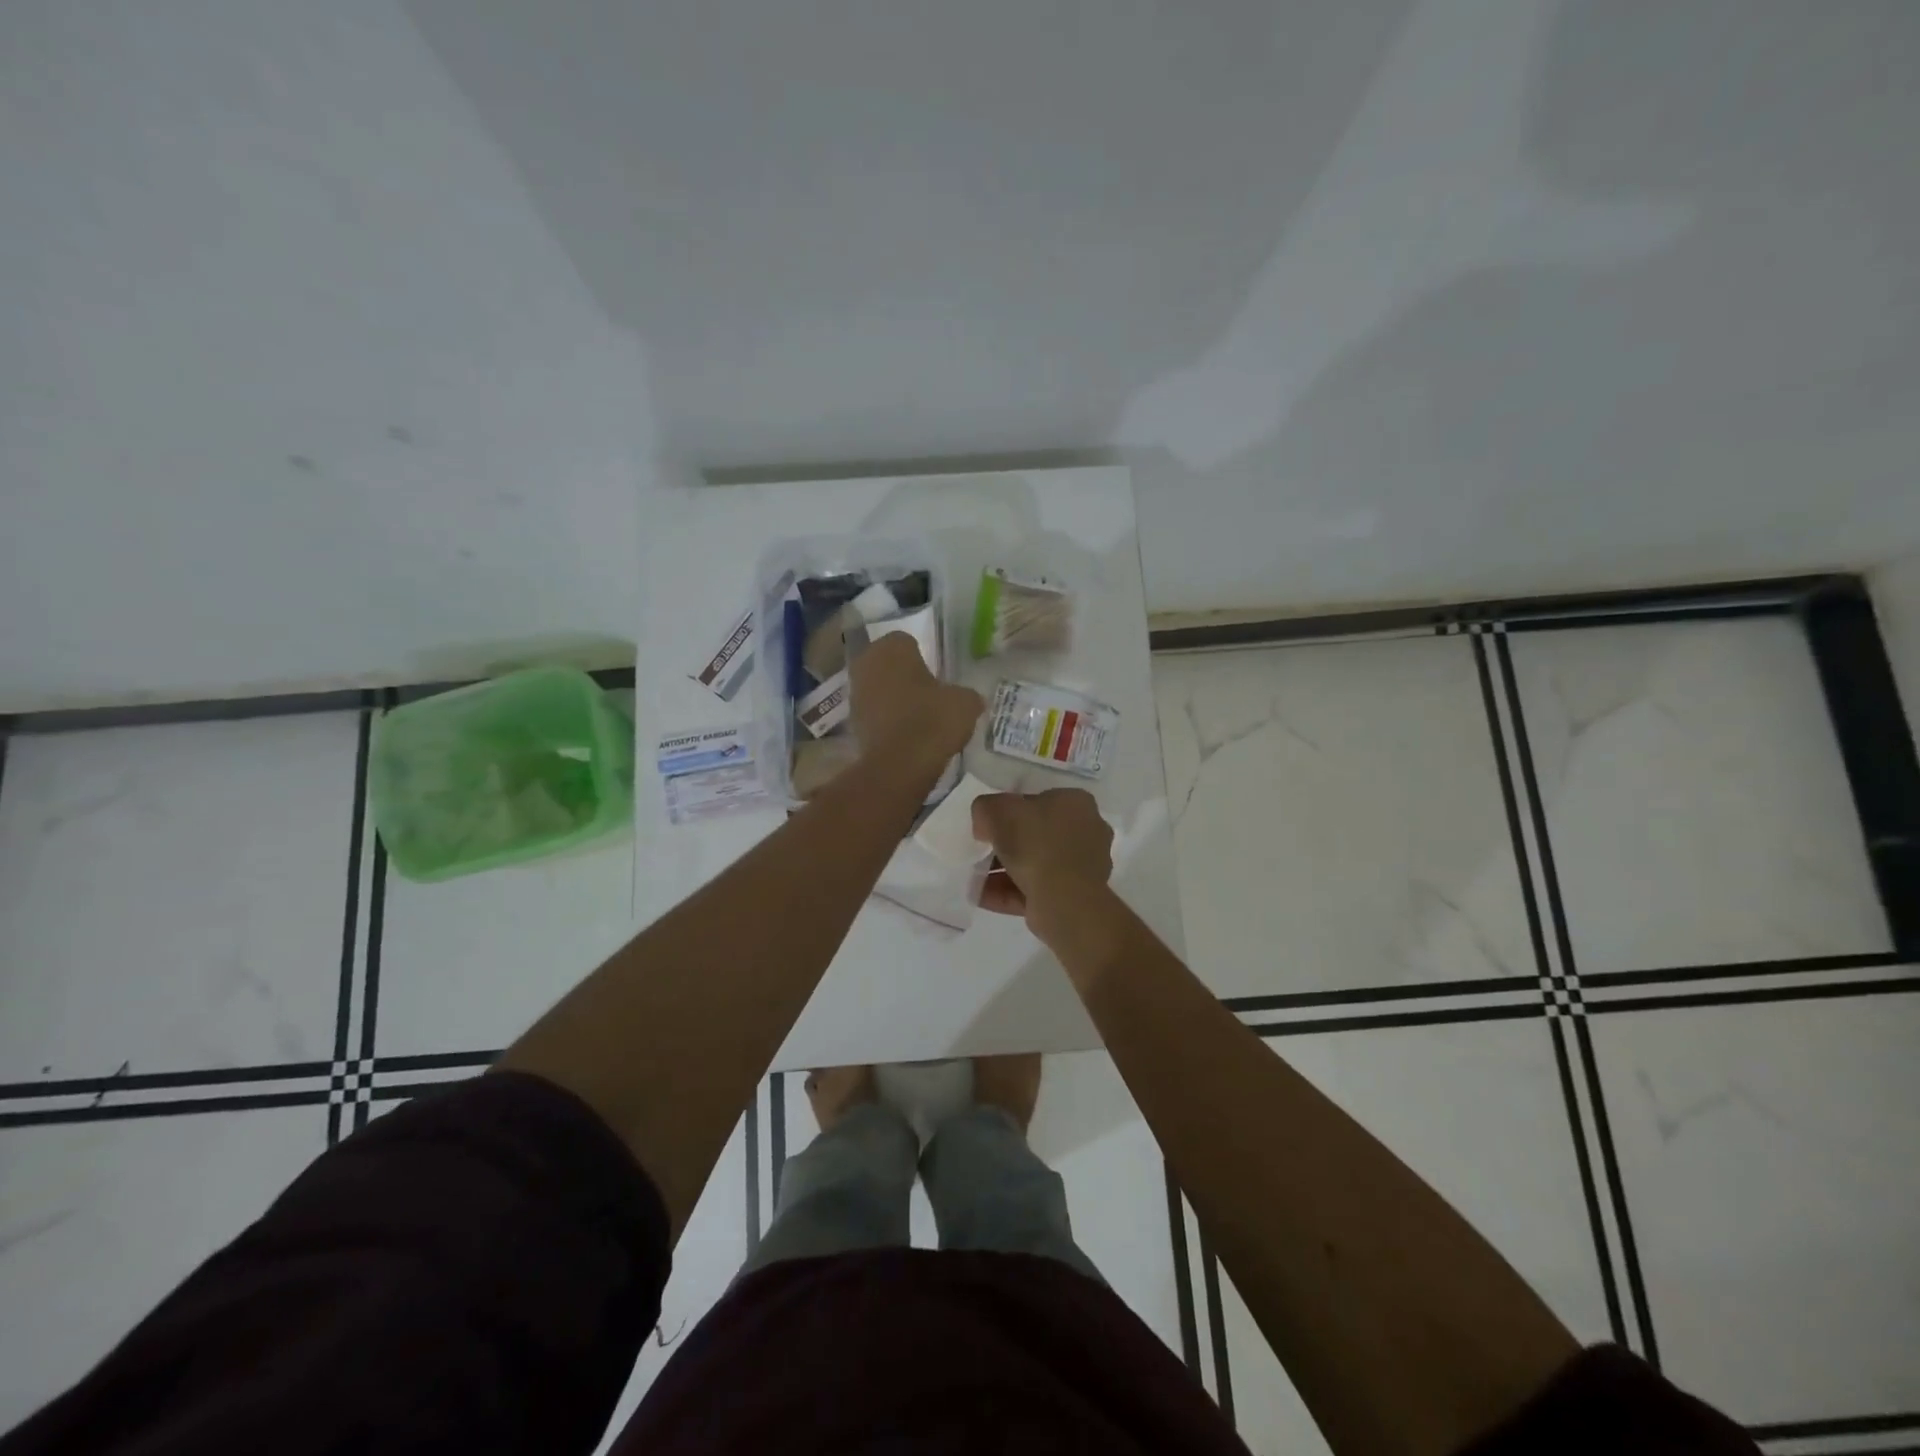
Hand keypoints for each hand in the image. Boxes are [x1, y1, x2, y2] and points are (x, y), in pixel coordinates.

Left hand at [848, 635, 982, 769]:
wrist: (900, 765)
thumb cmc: (932, 720)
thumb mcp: (965, 703)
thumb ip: (966, 694)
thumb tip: (968, 699)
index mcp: (892, 647)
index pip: (907, 641)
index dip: (923, 657)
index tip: (937, 675)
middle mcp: (866, 663)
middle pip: (889, 664)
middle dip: (904, 676)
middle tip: (928, 693)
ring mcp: (854, 694)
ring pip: (879, 688)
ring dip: (893, 698)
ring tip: (919, 717)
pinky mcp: (851, 722)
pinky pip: (875, 714)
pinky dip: (887, 720)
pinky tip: (906, 735)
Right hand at [971, 789, 1113, 928]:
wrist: (1064, 900)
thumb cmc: (1036, 843)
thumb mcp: (997, 810)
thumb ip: (986, 808)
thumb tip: (985, 825)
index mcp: (1076, 803)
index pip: (1039, 800)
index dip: (1011, 811)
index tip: (990, 825)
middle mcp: (1087, 831)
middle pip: (1037, 834)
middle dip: (1007, 845)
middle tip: (982, 851)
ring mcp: (1084, 867)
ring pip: (1036, 865)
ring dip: (1004, 871)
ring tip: (976, 879)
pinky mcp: (1075, 897)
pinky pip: (1036, 890)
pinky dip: (1009, 892)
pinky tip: (982, 897)